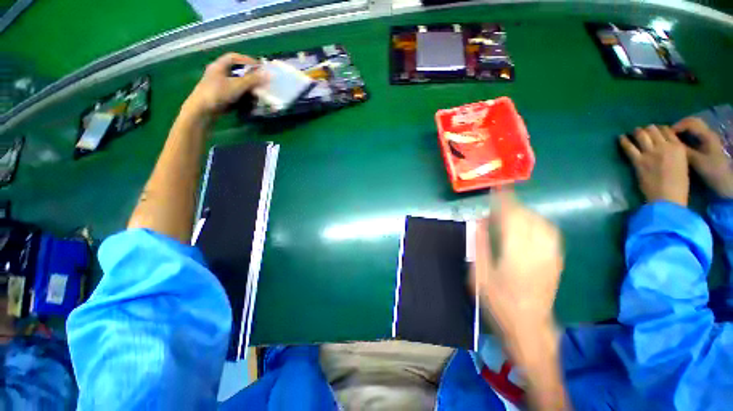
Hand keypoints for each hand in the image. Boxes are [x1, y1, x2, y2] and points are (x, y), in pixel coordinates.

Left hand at [183, 53, 266, 118]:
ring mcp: (218, 85)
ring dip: (248, 87)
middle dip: (249, 76)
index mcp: (219, 66)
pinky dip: (243, 95)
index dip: (247, 60)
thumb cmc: (218, 93)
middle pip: (236, 71)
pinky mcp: (220, 96)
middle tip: (261, 81)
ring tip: (258, 92)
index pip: (234, 57)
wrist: (203, 110)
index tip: (259, 67)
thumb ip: (253, 79)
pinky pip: (234, 92)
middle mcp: (218, 73)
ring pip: (236, 83)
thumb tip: (269, 75)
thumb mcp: (237, 85)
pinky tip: (250, 101)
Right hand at [472, 191, 562, 342]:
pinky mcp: (556, 260)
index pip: (512, 219)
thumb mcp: (480, 274)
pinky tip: (527, 224)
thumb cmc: (499, 301)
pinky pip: (550, 232)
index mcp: (516, 254)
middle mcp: (537, 251)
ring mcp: (550, 256)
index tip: (497, 189)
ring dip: (526, 212)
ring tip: (510, 211)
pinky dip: (537, 222)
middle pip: (529, 218)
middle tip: (498, 201)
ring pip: (542, 223)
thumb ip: (480, 244)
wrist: (529, 325)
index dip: (504, 202)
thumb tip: (479, 221)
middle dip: (514, 205)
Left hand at [619, 125, 688, 206]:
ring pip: (642, 135)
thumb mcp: (682, 163)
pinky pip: (629, 147)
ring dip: (637, 132)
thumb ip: (675, 153)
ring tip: (633, 131)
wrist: (668, 197)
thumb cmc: (679, 185)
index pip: (668, 131)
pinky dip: (624, 141)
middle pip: (653, 130)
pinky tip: (620, 137)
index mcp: (679, 147)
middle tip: (642, 130)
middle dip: (648, 129)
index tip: (656, 129)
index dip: (660, 128)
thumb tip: (667, 148)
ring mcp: (650, 153)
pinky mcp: (638, 160)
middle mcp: (665, 146)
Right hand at [674, 117, 732, 197]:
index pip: (689, 123)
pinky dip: (685, 135)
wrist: (724, 182)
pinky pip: (694, 135)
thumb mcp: (696, 162)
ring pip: (693, 128)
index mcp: (707, 136)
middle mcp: (708, 134)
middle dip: (679, 126)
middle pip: (692, 122)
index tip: (665, 136)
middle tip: (667, 135)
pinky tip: (680, 143)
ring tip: (671, 139)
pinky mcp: (707, 145)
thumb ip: (683, 151)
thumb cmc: (712, 172)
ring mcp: (708, 139)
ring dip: (682, 130)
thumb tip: (668, 144)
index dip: (676, 127)